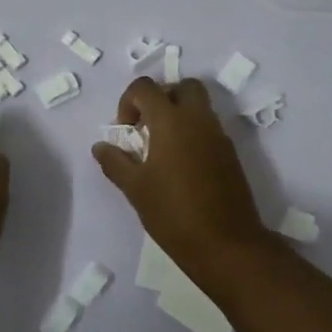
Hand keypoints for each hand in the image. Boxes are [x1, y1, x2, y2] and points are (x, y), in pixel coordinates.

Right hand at [91, 77, 268, 264]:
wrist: (227, 245)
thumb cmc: (174, 214)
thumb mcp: (135, 189)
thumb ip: (115, 162)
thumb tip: (101, 146)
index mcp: (171, 121)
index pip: (146, 87)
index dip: (128, 101)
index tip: (126, 131)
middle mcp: (198, 120)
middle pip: (182, 87)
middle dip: (161, 98)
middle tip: (147, 127)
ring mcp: (219, 136)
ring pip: (199, 107)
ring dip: (178, 116)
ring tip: (161, 149)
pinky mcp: (230, 155)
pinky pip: (209, 128)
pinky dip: (193, 133)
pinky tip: (180, 166)